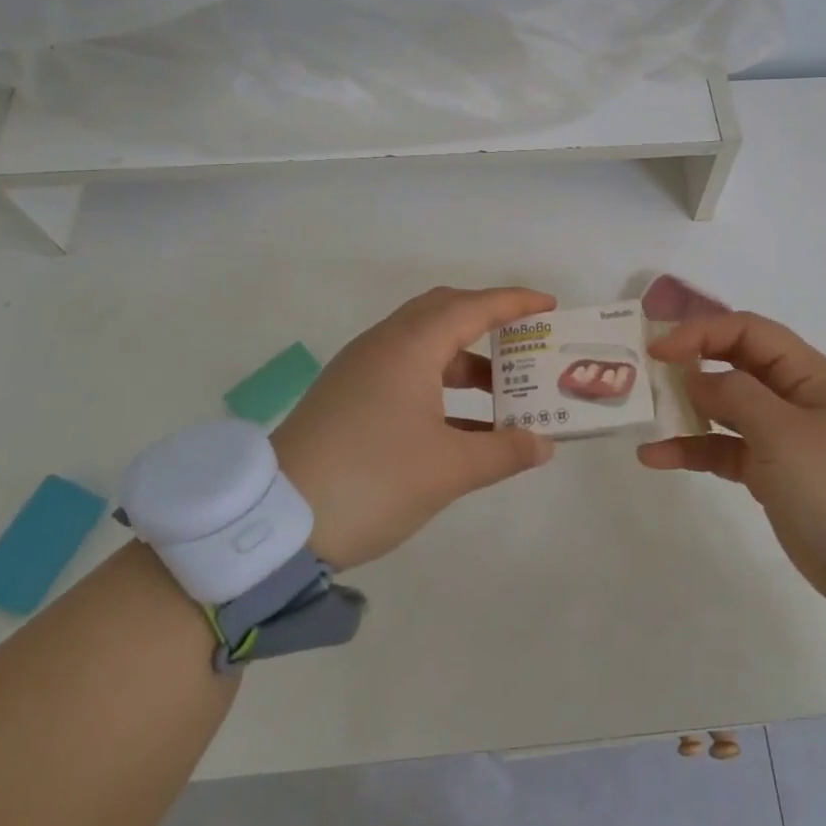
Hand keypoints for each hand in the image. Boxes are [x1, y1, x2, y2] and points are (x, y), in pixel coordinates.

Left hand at [275, 286, 557, 570]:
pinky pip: (405, 369)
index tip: (550, 306)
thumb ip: (504, 452)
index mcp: (410, 346)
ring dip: (464, 359)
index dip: (515, 304)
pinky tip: (462, 422)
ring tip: (501, 389)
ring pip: (423, 343)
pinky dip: (439, 382)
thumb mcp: (448, 469)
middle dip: (487, 321)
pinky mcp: (347, 395)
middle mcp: (384, 344)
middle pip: (444, 312)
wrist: (275, 522)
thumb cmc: (373, 480)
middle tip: (524, 340)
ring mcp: (360, 369)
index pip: (473, 308)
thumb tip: (544, 444)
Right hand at [640, 310, 825, 596]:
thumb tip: (694, 378)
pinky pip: (722, 448)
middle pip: (733, 363)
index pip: (747, 332)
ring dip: (685, 408)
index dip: (702, 332)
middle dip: (690, 364)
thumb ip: (735, 396)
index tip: (660, 351)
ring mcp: (779, 434)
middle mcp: (792, 395)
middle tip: (645, 372)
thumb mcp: (784, 434)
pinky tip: (655, 456)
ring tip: (645, 413)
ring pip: (723, 407)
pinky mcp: (768, 471)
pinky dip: (692, 449)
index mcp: (807, 373)